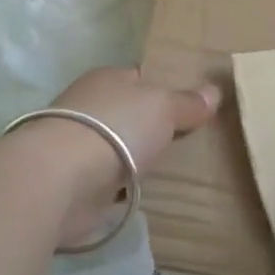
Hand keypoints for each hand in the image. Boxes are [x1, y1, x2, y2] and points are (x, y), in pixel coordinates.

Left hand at [38, 68, 220, 248]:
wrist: (60, 180)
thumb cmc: (115, 128)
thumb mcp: (163, 106)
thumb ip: (188, 102)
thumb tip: (214, 91)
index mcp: (107, 79)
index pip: (140, 79)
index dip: (165, 89)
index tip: (193, 106)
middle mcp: (90, 108)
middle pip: (130, 115)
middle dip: (153, 128)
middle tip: (191, 141)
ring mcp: (80, 148)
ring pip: (120, 150)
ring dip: (138, 161)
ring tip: (176, 171)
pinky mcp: (76, 185)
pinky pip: (111, 184)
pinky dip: (125, 190)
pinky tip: (148, 195)